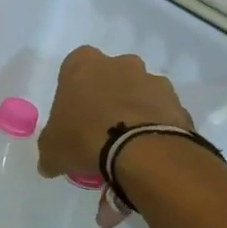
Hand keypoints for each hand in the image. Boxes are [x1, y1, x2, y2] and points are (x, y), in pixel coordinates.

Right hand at [38, 47, 191, 178]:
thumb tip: (49, 164)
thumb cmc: (83, 137)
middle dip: (106, 98)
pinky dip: (154, 128)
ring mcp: (152, 80)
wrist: (140, 150)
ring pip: (138, 94)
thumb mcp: (52, 150)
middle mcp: (120, 63)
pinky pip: (160, 114)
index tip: (73, 115)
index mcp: (83, 64)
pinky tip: (145, 152)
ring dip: (132, 112)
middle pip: (110, 77)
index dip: (73, 91)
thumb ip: (50, 151)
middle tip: (99, 129)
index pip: (74, 67)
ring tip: (125, 146)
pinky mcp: (176, 102)